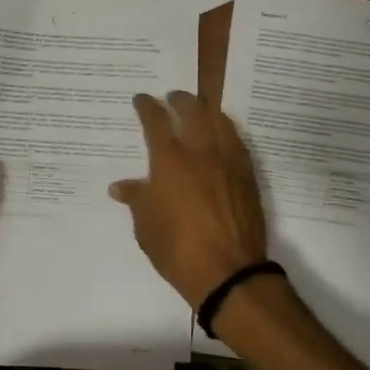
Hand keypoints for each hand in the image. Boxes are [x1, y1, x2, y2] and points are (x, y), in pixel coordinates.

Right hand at [109, 91, 268, 308]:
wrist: (228, 271)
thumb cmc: (177, 249)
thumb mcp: (145, 226)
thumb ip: (136, 199)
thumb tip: (120, 186)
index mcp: (169, 160)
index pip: (156, 121)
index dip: (147, 106)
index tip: (141, 99)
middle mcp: (200, 151)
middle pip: (193, 110)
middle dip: (180, 99)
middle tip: (172, 97)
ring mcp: (228, 161)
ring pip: (220, 120)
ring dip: (207, 110)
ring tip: (200, 110)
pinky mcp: (248, 175)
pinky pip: (237, 141)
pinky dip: (226, 130)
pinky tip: (222, 136)